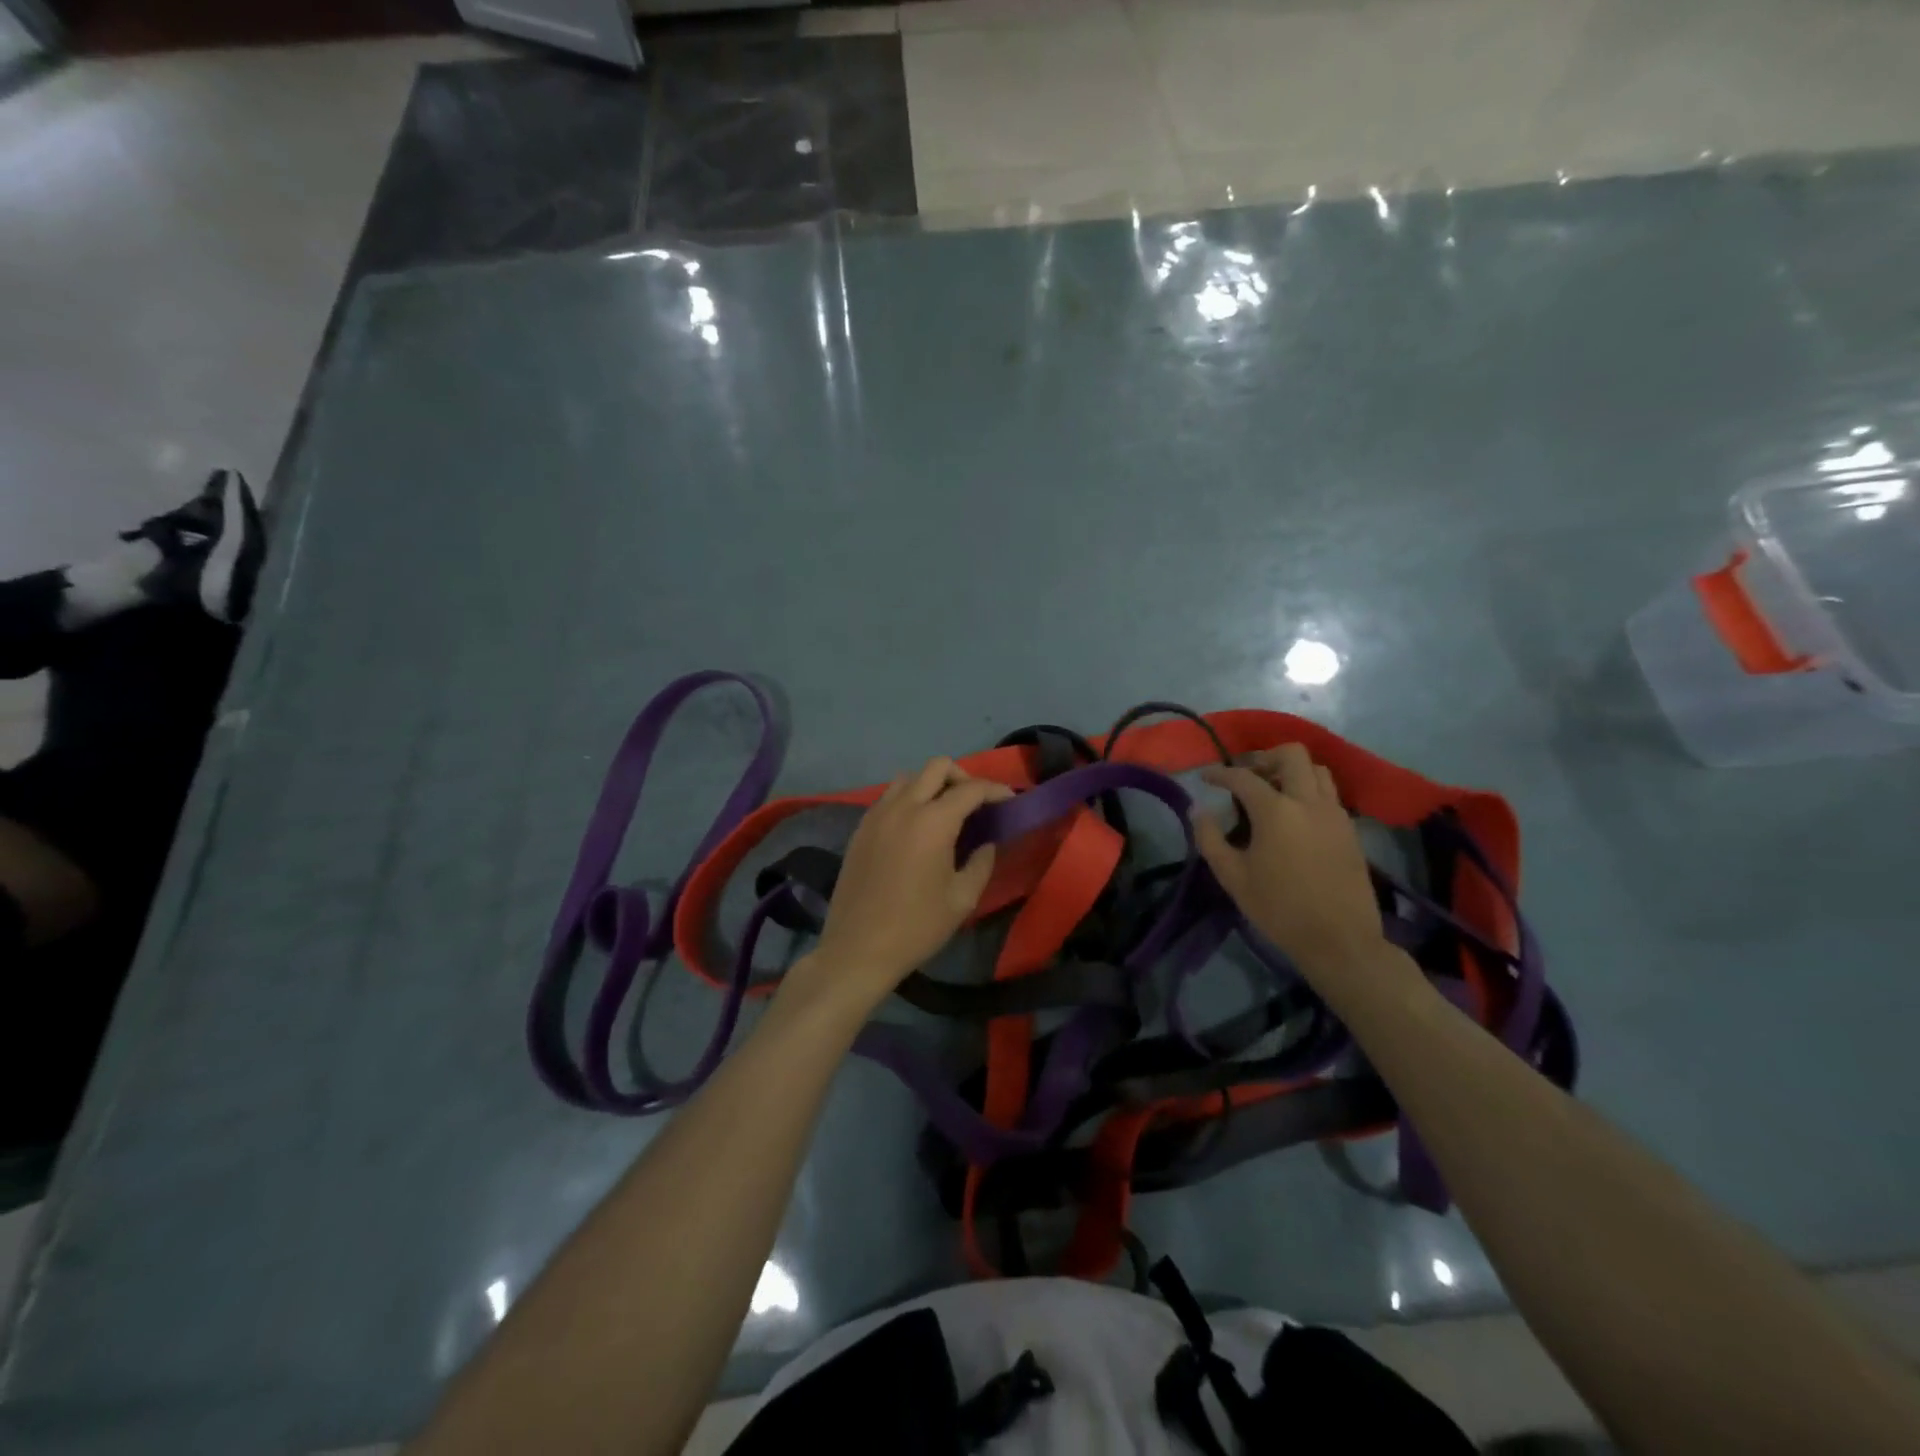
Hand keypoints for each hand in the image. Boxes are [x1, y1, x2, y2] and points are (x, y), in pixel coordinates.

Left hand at [792, 758, 1011, 1012]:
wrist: (858, 949)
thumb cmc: (917, 927)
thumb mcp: (962, 899)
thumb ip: (981, 862)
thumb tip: (987, 842)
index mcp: (933, 822)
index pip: (971, 789)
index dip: (995, 790)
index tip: (1010, 801)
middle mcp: (903, 807)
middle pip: (937, 767)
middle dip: (963, 777)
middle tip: (976, 803)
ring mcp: (877, 814)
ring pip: (909, 777)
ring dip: (932, 785)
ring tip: (945, 812)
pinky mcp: (860, 828)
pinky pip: (889, 797)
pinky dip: (908, 799)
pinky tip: (916, 828)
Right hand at [1192, 744, 1386, 978]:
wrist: (1340, 940)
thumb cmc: (1279, 908)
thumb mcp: (1232, 877)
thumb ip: (1210, 839)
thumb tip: (1198, 810)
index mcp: (1276, 811)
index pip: (1243, 777)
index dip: (1220, 773)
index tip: (1205, 777)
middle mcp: (1308, 802)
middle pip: (1291, 754)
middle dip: (1264, 758)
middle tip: (1246, 776)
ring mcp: (1334, 813)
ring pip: (1317, 770)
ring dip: (1292, 771)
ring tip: (1273, 791)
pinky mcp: (1350, 829)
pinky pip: (1329, 794)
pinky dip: (1309, 791)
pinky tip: (1295, 816)